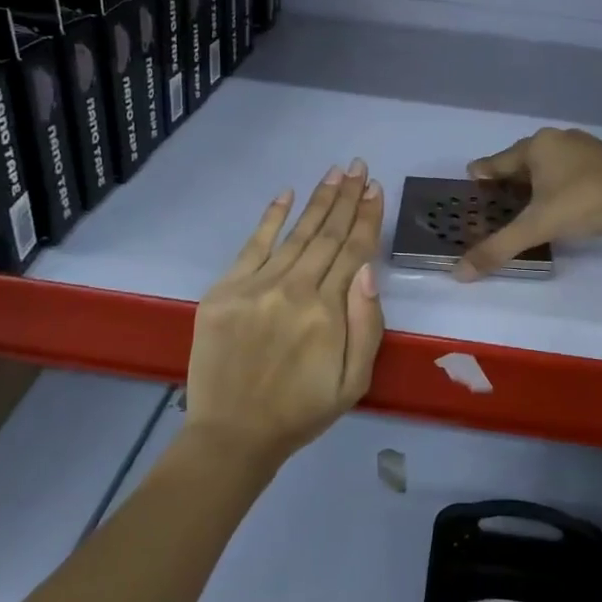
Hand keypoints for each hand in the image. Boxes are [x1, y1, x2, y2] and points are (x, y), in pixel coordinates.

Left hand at [184, 160, 385, 468]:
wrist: (232, 435)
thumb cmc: (301, 410)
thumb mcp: (354, 380)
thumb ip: (367, 324)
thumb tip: (368, 269)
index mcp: (328, 311)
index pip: (354, 251)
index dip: (368, 217)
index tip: (377, 189)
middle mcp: (294, 289)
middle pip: (327, 234)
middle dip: (347, 197)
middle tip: (359, 166)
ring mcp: (256, 286)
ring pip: (296, 233)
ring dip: (318, 200)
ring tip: (336, 172)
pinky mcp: (225, 290)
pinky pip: (252, 245)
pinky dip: (271, 217)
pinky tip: (286, 193)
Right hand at [455, 128, 601, 280]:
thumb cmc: (586, 201)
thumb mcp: (538, 226)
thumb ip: (499, 247)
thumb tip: (458, 273)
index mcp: (535, 146)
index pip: (495, 162)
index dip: (481, 177)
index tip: (469, 191)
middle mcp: (556, 139)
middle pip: (520, 162)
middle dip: (507, 182)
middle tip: (494, 205)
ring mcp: (583, 148)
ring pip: (546, 166)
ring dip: (534, 184)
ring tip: (523, 207)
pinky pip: (568, 172)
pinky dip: (556, 186)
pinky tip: (558, 203)